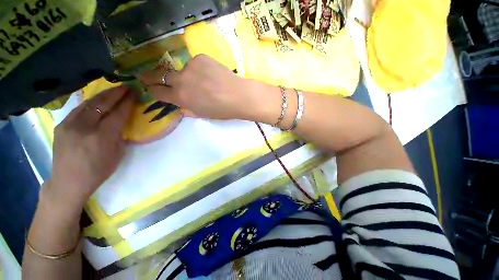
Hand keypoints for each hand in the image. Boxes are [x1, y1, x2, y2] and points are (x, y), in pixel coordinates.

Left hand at [46, 85, 133, 212]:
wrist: (68, 182)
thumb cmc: (98, 171)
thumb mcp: (117, 154)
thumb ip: (120, 135)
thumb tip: (123, 121)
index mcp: (101, 137)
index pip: (117, 114)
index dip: (127, 102)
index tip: (135, 93)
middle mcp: (84, 127)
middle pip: (101, 104)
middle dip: (116, 93)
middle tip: (127, 86)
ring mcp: (69, 124)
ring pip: (88, 103)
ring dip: (103, 95)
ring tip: (114, 89)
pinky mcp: (62, 125)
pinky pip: (79, 109)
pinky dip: (91, 102)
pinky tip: (98, 100)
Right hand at [140, 54, 257, 119]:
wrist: (239, 96)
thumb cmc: (223, 110)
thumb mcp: (203, 114)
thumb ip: (189, 110)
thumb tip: (181, 107)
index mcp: (181, 98)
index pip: (158, 93)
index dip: (152, 91)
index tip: (149, 88)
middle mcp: (181, 81)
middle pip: (160, 75)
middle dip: (150, 77)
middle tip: (145, 76)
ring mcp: (190, 67)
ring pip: (183, 70)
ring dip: (189, 75)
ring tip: (205, 82)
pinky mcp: (201, 58)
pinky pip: (196, 64)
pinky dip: (201, 69)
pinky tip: (212, 75)